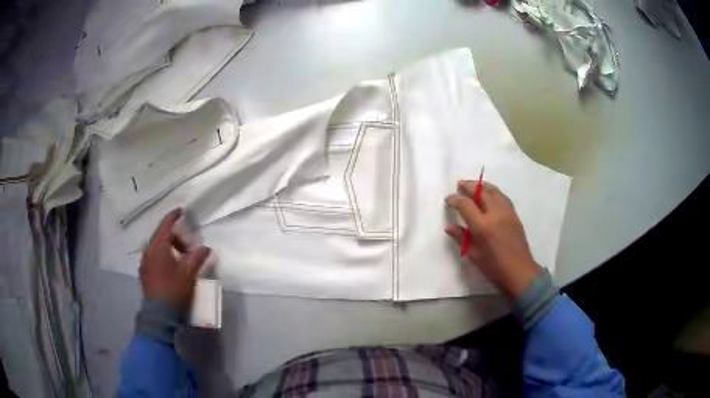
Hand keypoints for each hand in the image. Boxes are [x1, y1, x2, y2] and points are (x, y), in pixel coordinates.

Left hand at [140, 209, 210, 309]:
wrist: (159, 314)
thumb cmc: (174, 290)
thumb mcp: (189, 273)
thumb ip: (197, 258)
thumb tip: (206, 247)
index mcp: (158, 248)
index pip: (166, 226)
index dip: (173, 217)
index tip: (181, 211)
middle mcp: (148, 251)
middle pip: (161, 236)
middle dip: (174, 236)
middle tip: (187, 246)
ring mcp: (144, 263)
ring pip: (156, 247)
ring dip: (167, 247)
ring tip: (179, 258)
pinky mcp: (144, 273)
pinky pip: (152, 257)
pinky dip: (161, 256)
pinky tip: (169, 267)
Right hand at [445, 181, 541, 299]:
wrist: (519, 271)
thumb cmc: (494, 267)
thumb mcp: (474, 255)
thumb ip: (461, 237)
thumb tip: (449, 227)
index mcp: (483, 226)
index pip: (465, 204)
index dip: (455, 199)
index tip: (448, 199)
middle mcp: (495, 214)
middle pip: (481, 191)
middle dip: (468, 186)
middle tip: (459, 185)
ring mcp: (507, 212)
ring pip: (493, 190)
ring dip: (481, 186)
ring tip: (473, 186)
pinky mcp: (514, 214)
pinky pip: (502, 196)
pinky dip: (493, 191)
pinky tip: (489, 195)